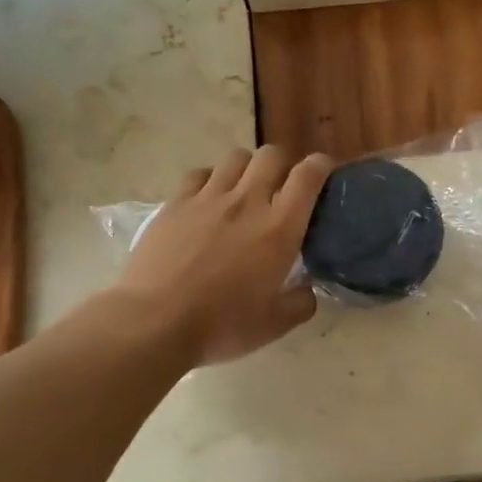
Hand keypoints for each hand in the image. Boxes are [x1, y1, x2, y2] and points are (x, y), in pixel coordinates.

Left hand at [118, 146, 332, 364]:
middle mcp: (247, 202)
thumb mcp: (274, 325)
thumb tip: (308, 290)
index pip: (308, 175)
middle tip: (283, 188)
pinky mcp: (175, 203)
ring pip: (236, 158)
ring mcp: (207, 198)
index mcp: (279, 228)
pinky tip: (209, 199)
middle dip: (284, 164)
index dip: (322, 165)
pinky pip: (199, 173)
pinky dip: (211, 179)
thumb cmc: (221, 325)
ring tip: (245, 191)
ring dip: (248, 169)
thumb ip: (301, 303)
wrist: (154, 322)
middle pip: (272, 155)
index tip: (326, 173)